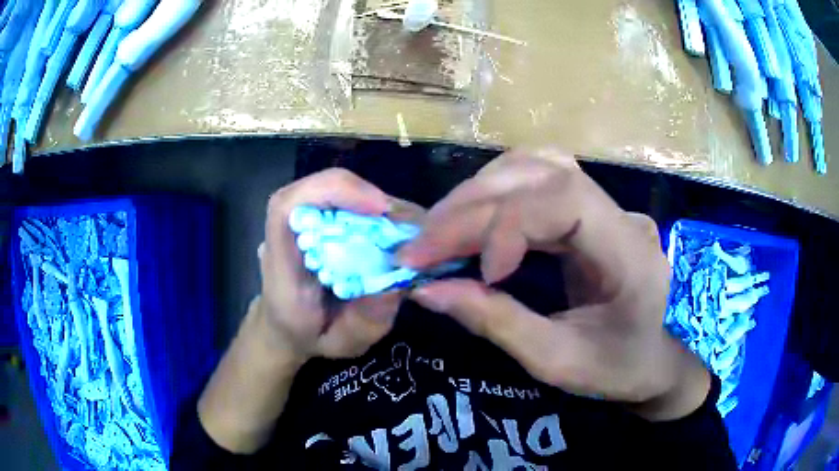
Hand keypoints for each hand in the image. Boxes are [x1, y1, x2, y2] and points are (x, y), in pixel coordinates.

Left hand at [199, 169, 418, 453]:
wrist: (281, 335)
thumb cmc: (305, 342)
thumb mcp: (343, 344)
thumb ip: (370, 315)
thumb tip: (401, 276)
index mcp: (280, 265)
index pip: (286, 206)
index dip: (331, 192)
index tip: (377, 208)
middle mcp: (283, 236)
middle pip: (323, 192)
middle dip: (373, 202)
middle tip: (416, 230)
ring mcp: (296, 227)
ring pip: (338, 196)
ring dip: (379, 210)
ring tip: (411, 235)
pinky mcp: (312, 224)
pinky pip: (346, 208)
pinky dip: (375, 216)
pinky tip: (395, 237)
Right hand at [400, 148, 709, 419]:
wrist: (661, 359)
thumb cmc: (621, 369)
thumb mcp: (558, 361)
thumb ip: (496, 322)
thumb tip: (426, 290)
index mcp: (628, 252)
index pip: (563, 200)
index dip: (505, 225)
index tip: (470, 270)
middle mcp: (619, 214)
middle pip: (541, 174)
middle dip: (472, 205)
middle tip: (422, 245)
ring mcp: (606, 206)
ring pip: (536, 167)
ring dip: (480, 192)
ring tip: (441, 230)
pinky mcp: (591, 211)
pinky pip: (539, 182)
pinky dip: (497, 194)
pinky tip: (474, 219)